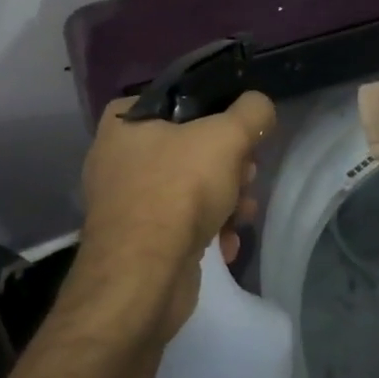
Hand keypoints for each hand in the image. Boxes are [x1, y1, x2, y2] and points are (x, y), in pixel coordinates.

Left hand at [76, 91, 276, 336]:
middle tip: (247, 176)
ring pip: (190, 188)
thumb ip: (251, 113)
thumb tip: (260, 107)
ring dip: (226, 200)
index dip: (216, 114)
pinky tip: (227, 242)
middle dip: (229, 166)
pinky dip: (208, 231)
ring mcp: (126, 202)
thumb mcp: (226, 136)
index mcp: (124, 121)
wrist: (143, 277)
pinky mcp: (138, 241)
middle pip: (191, 148)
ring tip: (243, 214)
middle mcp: (118, 157)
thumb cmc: (178, 190)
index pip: (179, 101)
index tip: (241, 133)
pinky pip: (181, 224)